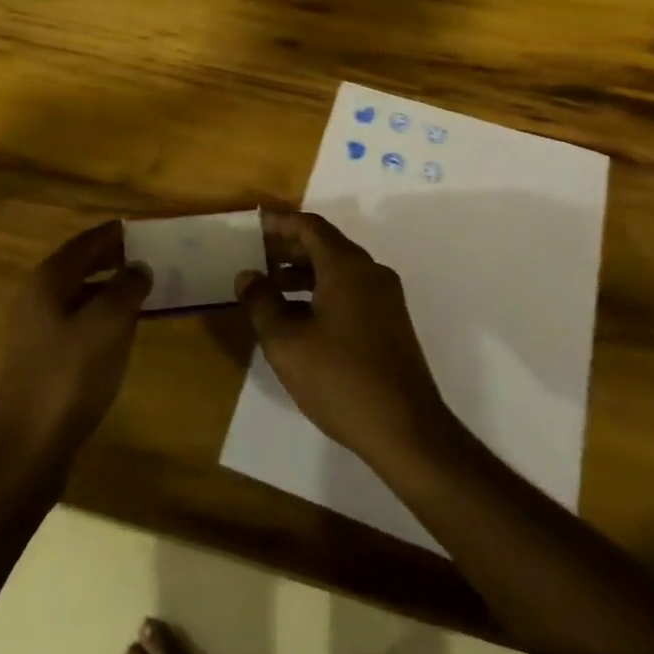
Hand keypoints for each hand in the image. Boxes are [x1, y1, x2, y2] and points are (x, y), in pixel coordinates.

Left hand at [0, 220, 150, 476]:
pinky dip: (101, 314)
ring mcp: (36, 328)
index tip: (147, 229)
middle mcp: (37, 296)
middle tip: (151, 257)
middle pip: (81, 264)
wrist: (28, 448)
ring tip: (144, 291)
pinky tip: (123, 329)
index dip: (117, 233)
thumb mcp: (108, 324)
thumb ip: (126, 287)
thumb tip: (139, 267)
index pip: (87, 241)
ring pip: (79, 293)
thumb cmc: (70, 376)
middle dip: (114, 258)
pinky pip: (77, 320)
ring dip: (110, 288)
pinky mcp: (42, 357)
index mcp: (49, 279)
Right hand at [235, 211, 453, 466]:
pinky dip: (321, 292)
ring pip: (338, 270)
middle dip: (289, 248)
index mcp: (347, 267)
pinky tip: (298, 318)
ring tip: (270, 289)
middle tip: (256, 256)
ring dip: (304, 273)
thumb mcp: (287, 343)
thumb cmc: (341, 379)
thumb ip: (262, 303)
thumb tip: (246, 275)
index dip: (280, 223)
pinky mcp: (390, 323)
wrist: (407, 430)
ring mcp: (385, 298)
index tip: (254, 225)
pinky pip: (350, 291)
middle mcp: (370, 273)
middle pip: (326, 245)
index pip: (310, 227)